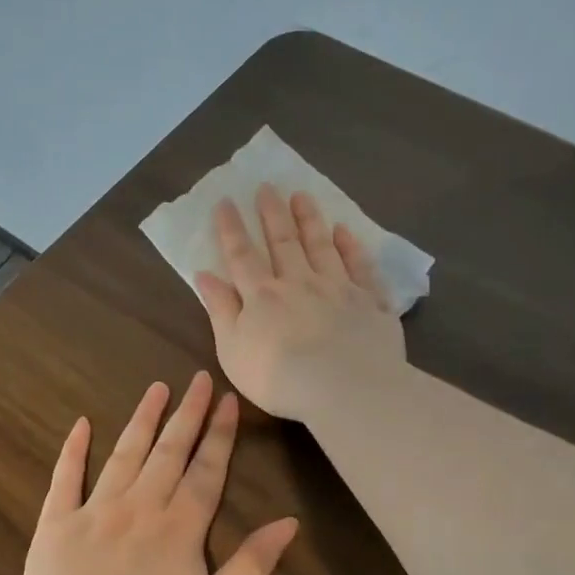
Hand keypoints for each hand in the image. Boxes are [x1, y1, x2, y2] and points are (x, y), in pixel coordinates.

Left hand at [17, 372, 299, 574]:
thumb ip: (253, 565)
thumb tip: (289, 522)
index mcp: (180, 527)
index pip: (207, 470)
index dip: (220, 435)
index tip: (228, 400)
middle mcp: (141, 506)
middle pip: (169, 451)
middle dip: (187, 414)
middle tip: (198, 379)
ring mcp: (95, 510)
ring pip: (124, 454)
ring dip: (143, 419)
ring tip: (157, 388)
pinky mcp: (56, 523)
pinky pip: (65, 478)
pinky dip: (74, 449)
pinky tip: (82, 424)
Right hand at [194, 187, 405, 422]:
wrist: (345, 388)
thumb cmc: (278, 377)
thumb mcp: (232, 349)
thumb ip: (220, 310)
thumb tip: (204, 274)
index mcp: (263, 296)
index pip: (242, 256)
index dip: (231, 229)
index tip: (225, 201)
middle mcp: (299, 283)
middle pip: (283, 242)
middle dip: (272, 213)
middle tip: (267, 186)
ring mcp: (338, 289)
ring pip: (321, 246)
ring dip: (310, 220)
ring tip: (302, 195)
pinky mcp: (370, 303)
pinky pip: (361, 267)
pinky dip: (352, 247)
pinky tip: (346, 231)